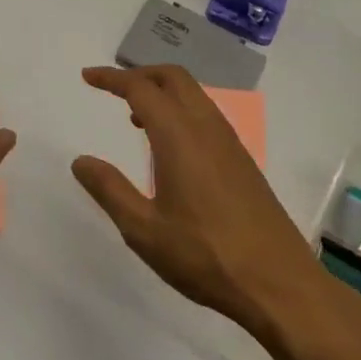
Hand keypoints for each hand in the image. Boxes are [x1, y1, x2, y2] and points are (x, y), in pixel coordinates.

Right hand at [73, 65, 323, 337]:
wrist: (280, 284)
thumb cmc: (206, 256)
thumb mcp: (144, 230)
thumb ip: (110, 190)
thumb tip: (80, 161)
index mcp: (179, 136)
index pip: (140, 89)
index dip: (112, 78)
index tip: (88, 76)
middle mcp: (206, 127)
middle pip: (173, 78)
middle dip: (140, 74)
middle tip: (112, 90)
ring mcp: (229, 142)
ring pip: (193, 94)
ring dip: (162, 92)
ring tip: (136, 118)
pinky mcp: (242, 160)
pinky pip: (206, 115)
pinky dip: (181, 110)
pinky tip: (170, 147)